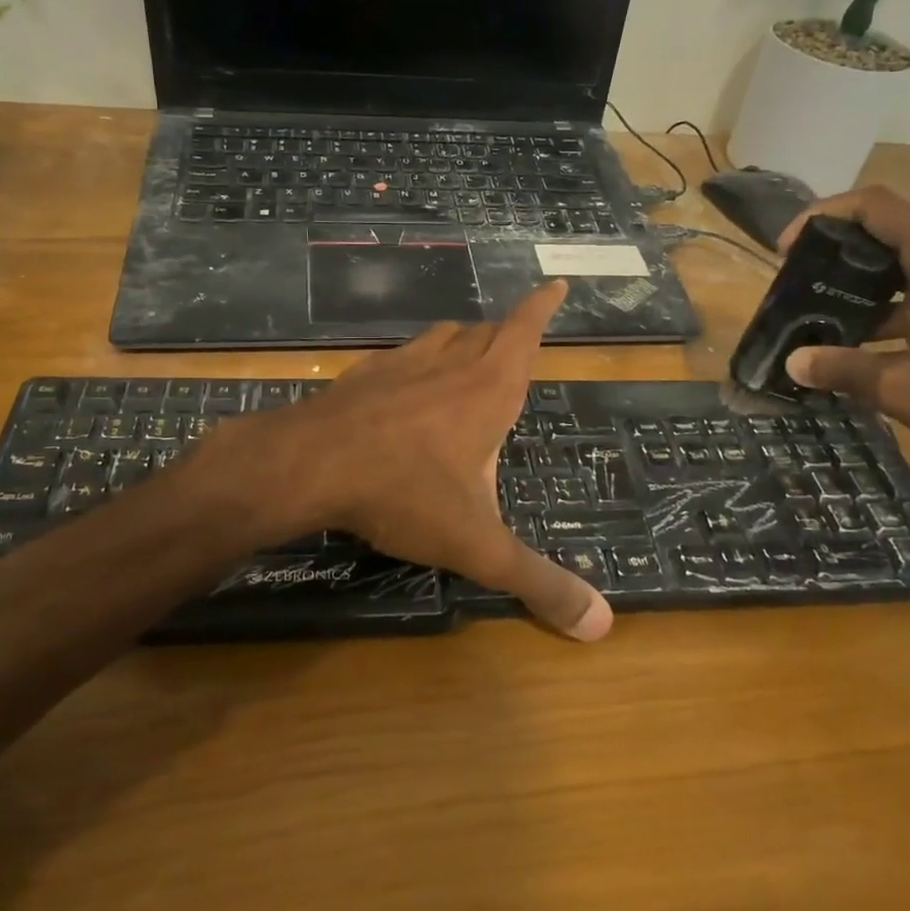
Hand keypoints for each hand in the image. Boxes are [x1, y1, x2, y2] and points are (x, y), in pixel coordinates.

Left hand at [201, 282, 612, 641]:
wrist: (308, 465)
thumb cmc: (404, 493)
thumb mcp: (477, 545)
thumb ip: (538, 583)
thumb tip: (601, 625)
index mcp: (488, 389)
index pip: (524, 331)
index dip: (541, 308)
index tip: (554, 284)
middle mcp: (448, 363)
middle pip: (485, 333)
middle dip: (505, 334)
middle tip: (516, 345)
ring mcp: (401, 363)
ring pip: (441, 337)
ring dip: (461, 344)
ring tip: (467, 362)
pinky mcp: (362, 374)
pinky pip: (400, 356)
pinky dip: (415, 363)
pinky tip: (404, 389)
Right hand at [778, 187, 909, 483]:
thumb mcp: (908, 389)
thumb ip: (845, 370)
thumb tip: (791, 363)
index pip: (873, 206)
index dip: (823, 216)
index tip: (785, 251)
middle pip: (879, 232)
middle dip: (829, 252)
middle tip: (789, 284)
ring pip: (892, 268)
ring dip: (849, 286)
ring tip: (807, 316)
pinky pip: (907, 299)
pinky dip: (872, 313)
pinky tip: (846, 349)